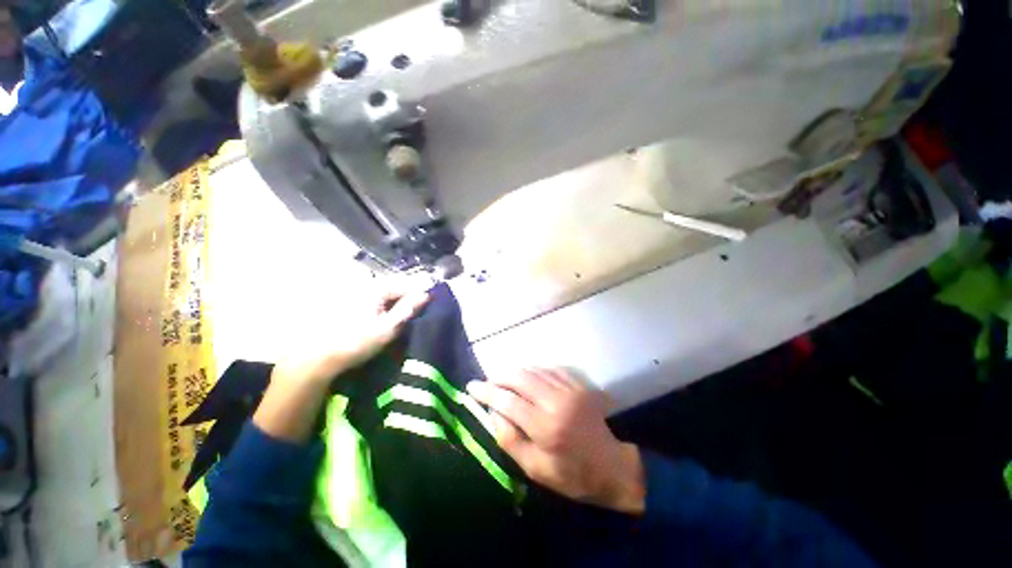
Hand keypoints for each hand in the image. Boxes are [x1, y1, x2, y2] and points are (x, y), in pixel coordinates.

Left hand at [274, 285, 429, 386]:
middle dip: (407, 299)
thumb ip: (408, 309)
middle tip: (414, 317)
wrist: (317, 358)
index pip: (406, 284)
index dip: (419, 295)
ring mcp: (354, 293)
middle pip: (395, 287)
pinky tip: (383, 320)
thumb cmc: (355, 343)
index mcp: (375, 289)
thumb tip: (426, 294)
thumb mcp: (387, 328)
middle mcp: (364, 285)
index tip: (427, 308)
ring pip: (384, 294)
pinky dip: (382, 307)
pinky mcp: (348, 302)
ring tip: (400, 320)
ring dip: (395, 304)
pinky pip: (373, 300)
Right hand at [466, 368, 644, 513]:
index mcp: (545, 428)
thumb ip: (510, 440)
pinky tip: (528, 378)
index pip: (507, 401)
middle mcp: (557, 402)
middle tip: (488, 382)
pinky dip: (534, 371)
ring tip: (504, 380)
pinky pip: (550, 369)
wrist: (612, 466)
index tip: (471, 387)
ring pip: (534, 370)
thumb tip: (492, 413)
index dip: (486, 392)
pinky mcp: (579, 385)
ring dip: (515, 372)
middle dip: (499, 376)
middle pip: (520, 377)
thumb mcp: (535, 469)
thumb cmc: (572, 475)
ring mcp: (570, 390)